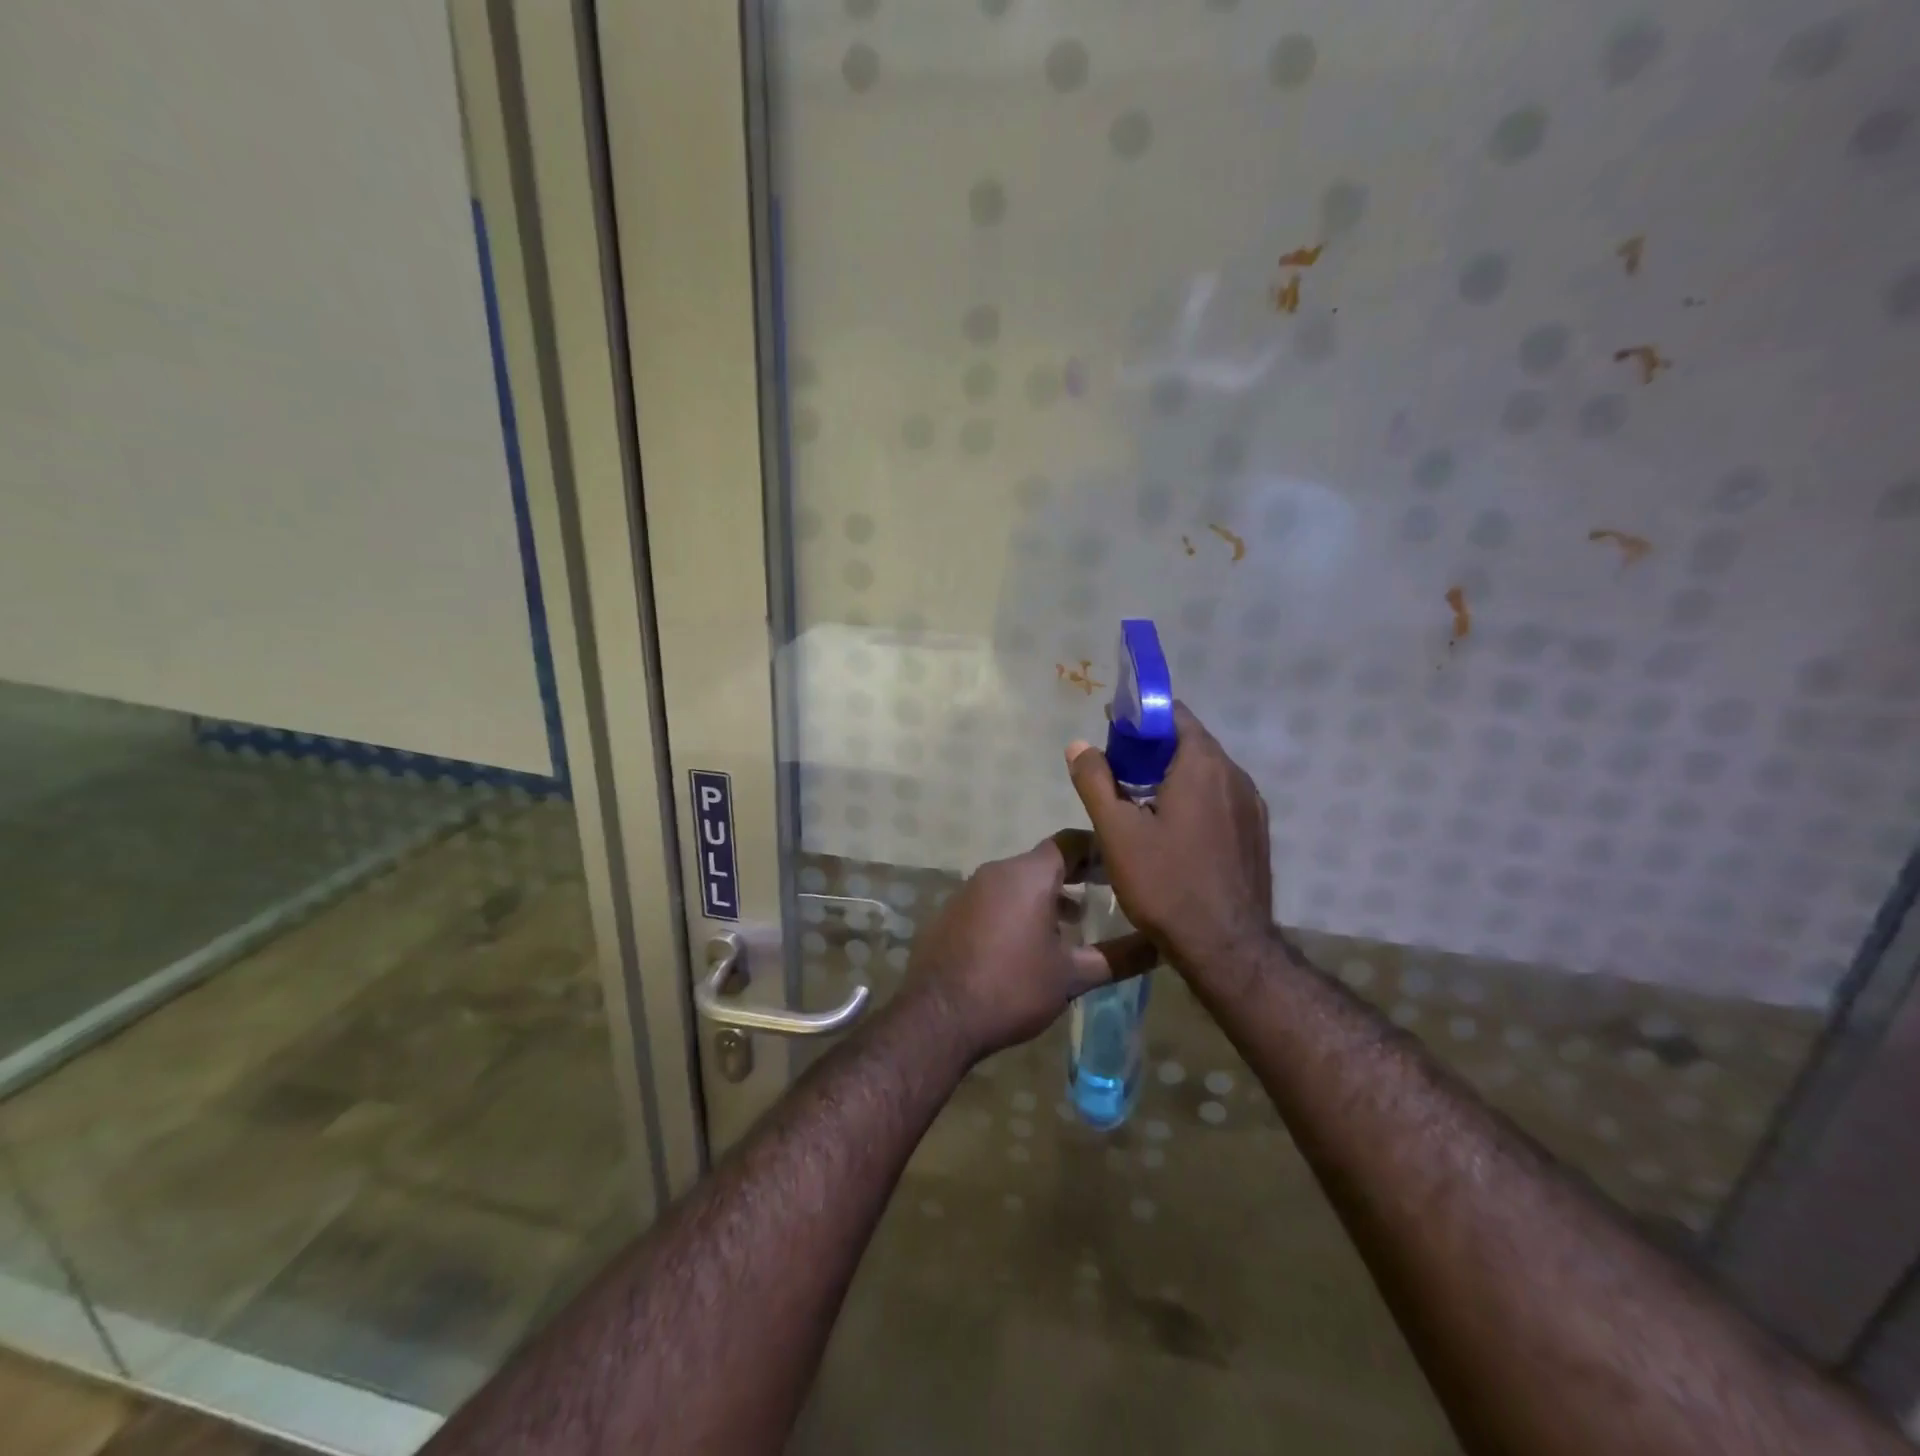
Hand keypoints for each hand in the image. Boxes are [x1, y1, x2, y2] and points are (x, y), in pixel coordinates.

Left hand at [902, 831, 1155, 1063]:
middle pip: (1044, 860)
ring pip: (1018, 880)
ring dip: (1047, 894)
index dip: (1099, 850)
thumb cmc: (1012, 989)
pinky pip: (994, 897)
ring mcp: (969, 889)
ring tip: (1074, 923)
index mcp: (1028, 875)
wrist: (937, 1017)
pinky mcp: (952, 911)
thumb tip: (1161, 946)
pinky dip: (1018, 907)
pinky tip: (1029, 942)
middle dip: (1076, 874)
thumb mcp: (1072, 977)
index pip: (1071, 842)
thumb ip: (1119, 957)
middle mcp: (996, 871)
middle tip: (1106, 893)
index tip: (1123, 865)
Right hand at [1066, 702, 1274, 983]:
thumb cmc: (1166, 884)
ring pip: (1206, 773)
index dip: (1140, 717)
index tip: (1112, 732)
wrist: (1227, 948)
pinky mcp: (1256, 833)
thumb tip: (1079, 745)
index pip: (1174, 714)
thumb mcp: (1117, 832)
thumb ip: (1095, 781)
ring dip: (1172, 774)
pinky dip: (1193, 798)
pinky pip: (1220, 798)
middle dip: (1152, 748)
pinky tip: (1171, 830)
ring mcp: (1251, 806)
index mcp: (1203, 765)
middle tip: (1116, 769)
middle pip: (1190, 743)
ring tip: (1138, 801)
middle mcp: (1235, 776)